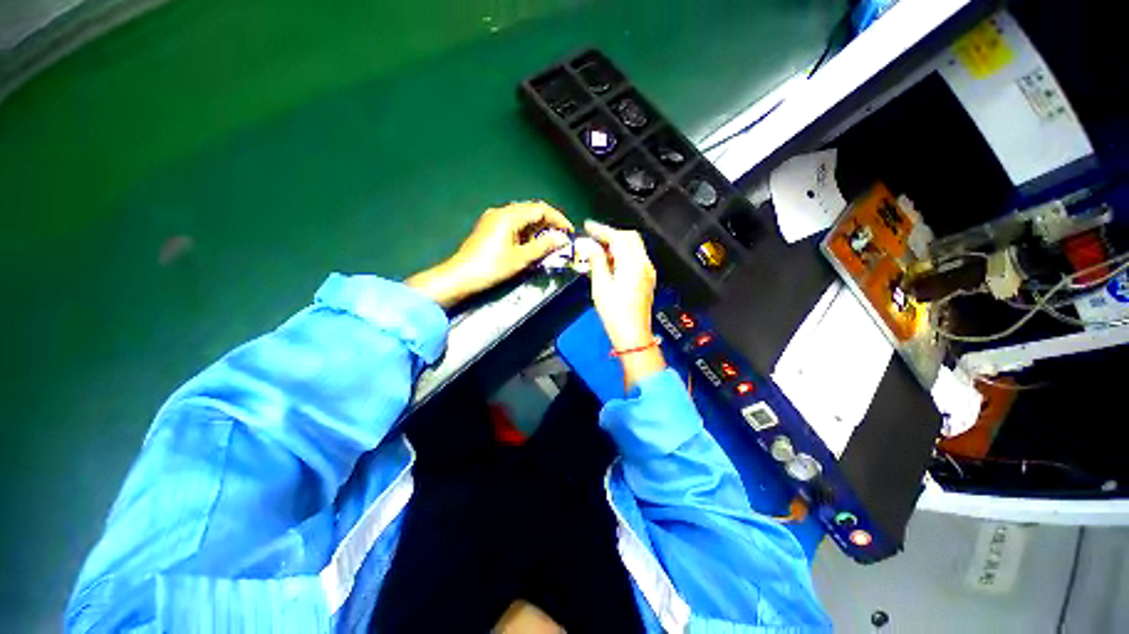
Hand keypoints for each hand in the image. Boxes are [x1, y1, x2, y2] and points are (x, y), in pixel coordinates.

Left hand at [407, 201, 572, 307]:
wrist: (460, 276)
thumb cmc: (490, 267)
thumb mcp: (521, 259)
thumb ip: (543, 246)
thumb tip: (561, 239)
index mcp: (510, 215)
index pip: (541, 209)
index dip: (558, 219)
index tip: (568, 232)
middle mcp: (501, 211)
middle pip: (531, 209)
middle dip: (548, 222)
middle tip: (559, 238)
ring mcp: (492, 217)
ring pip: (521, 215)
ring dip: (536, 227)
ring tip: (546, 244)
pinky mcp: (487, 226)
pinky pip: (511, 221)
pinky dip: (523, 230)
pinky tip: (528, 244)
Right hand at [583, 220, 665, 385]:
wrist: (633, 335)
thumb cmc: (617, 316)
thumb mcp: (600, 286)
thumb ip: (597, 262)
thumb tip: (591, 247)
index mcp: (632, 264)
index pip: (618, 237)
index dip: (602, 229)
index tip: (589, 227)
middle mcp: (643, 265)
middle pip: (630, 237)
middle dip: (611, 234)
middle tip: (594, 236)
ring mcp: (647, 272)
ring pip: (634, 246)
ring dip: (617, 244)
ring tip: (599, 250)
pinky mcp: (647, 279)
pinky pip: (636, 257)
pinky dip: (623, 254)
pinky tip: (611, 262)